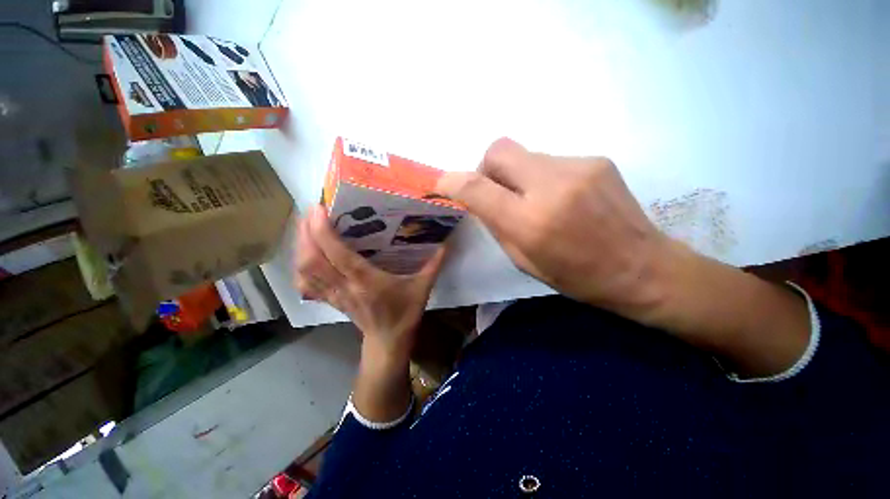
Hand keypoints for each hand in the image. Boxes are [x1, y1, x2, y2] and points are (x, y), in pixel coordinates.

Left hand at [294, 205, 446, 357]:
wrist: (388, 341)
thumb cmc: (405, 313)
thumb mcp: (423, 288)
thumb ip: (434, 264)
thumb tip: (447, 243)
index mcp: (366, 281)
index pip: (337, 254)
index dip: (322, 230)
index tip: (319, 208)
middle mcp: (345, 286)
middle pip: (311, 259)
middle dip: (305, 233)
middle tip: (311, 212)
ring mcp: (334, 295)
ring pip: (304, 271)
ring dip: (300, 247)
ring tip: (306, 227)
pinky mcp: (330, 300)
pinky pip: (305, 284)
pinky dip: (300, 268)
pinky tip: (305, 255)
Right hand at [436, 138, 669, 320]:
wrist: (642, 267)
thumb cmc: (577, 276)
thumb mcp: (524, 260)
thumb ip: (497, 225)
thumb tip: (479, 199)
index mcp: (530, 222)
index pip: (476, 187)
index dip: (451, 181)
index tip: (442, 184)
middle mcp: (551, 186)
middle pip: (498, 149)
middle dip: (487, 168)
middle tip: (496, 191)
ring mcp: (577, 167)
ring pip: (525, 155)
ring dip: (518, 175)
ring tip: (536, 200)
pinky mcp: (596, 159)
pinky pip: (551, 160)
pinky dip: (544, 176)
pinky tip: (562, 197)